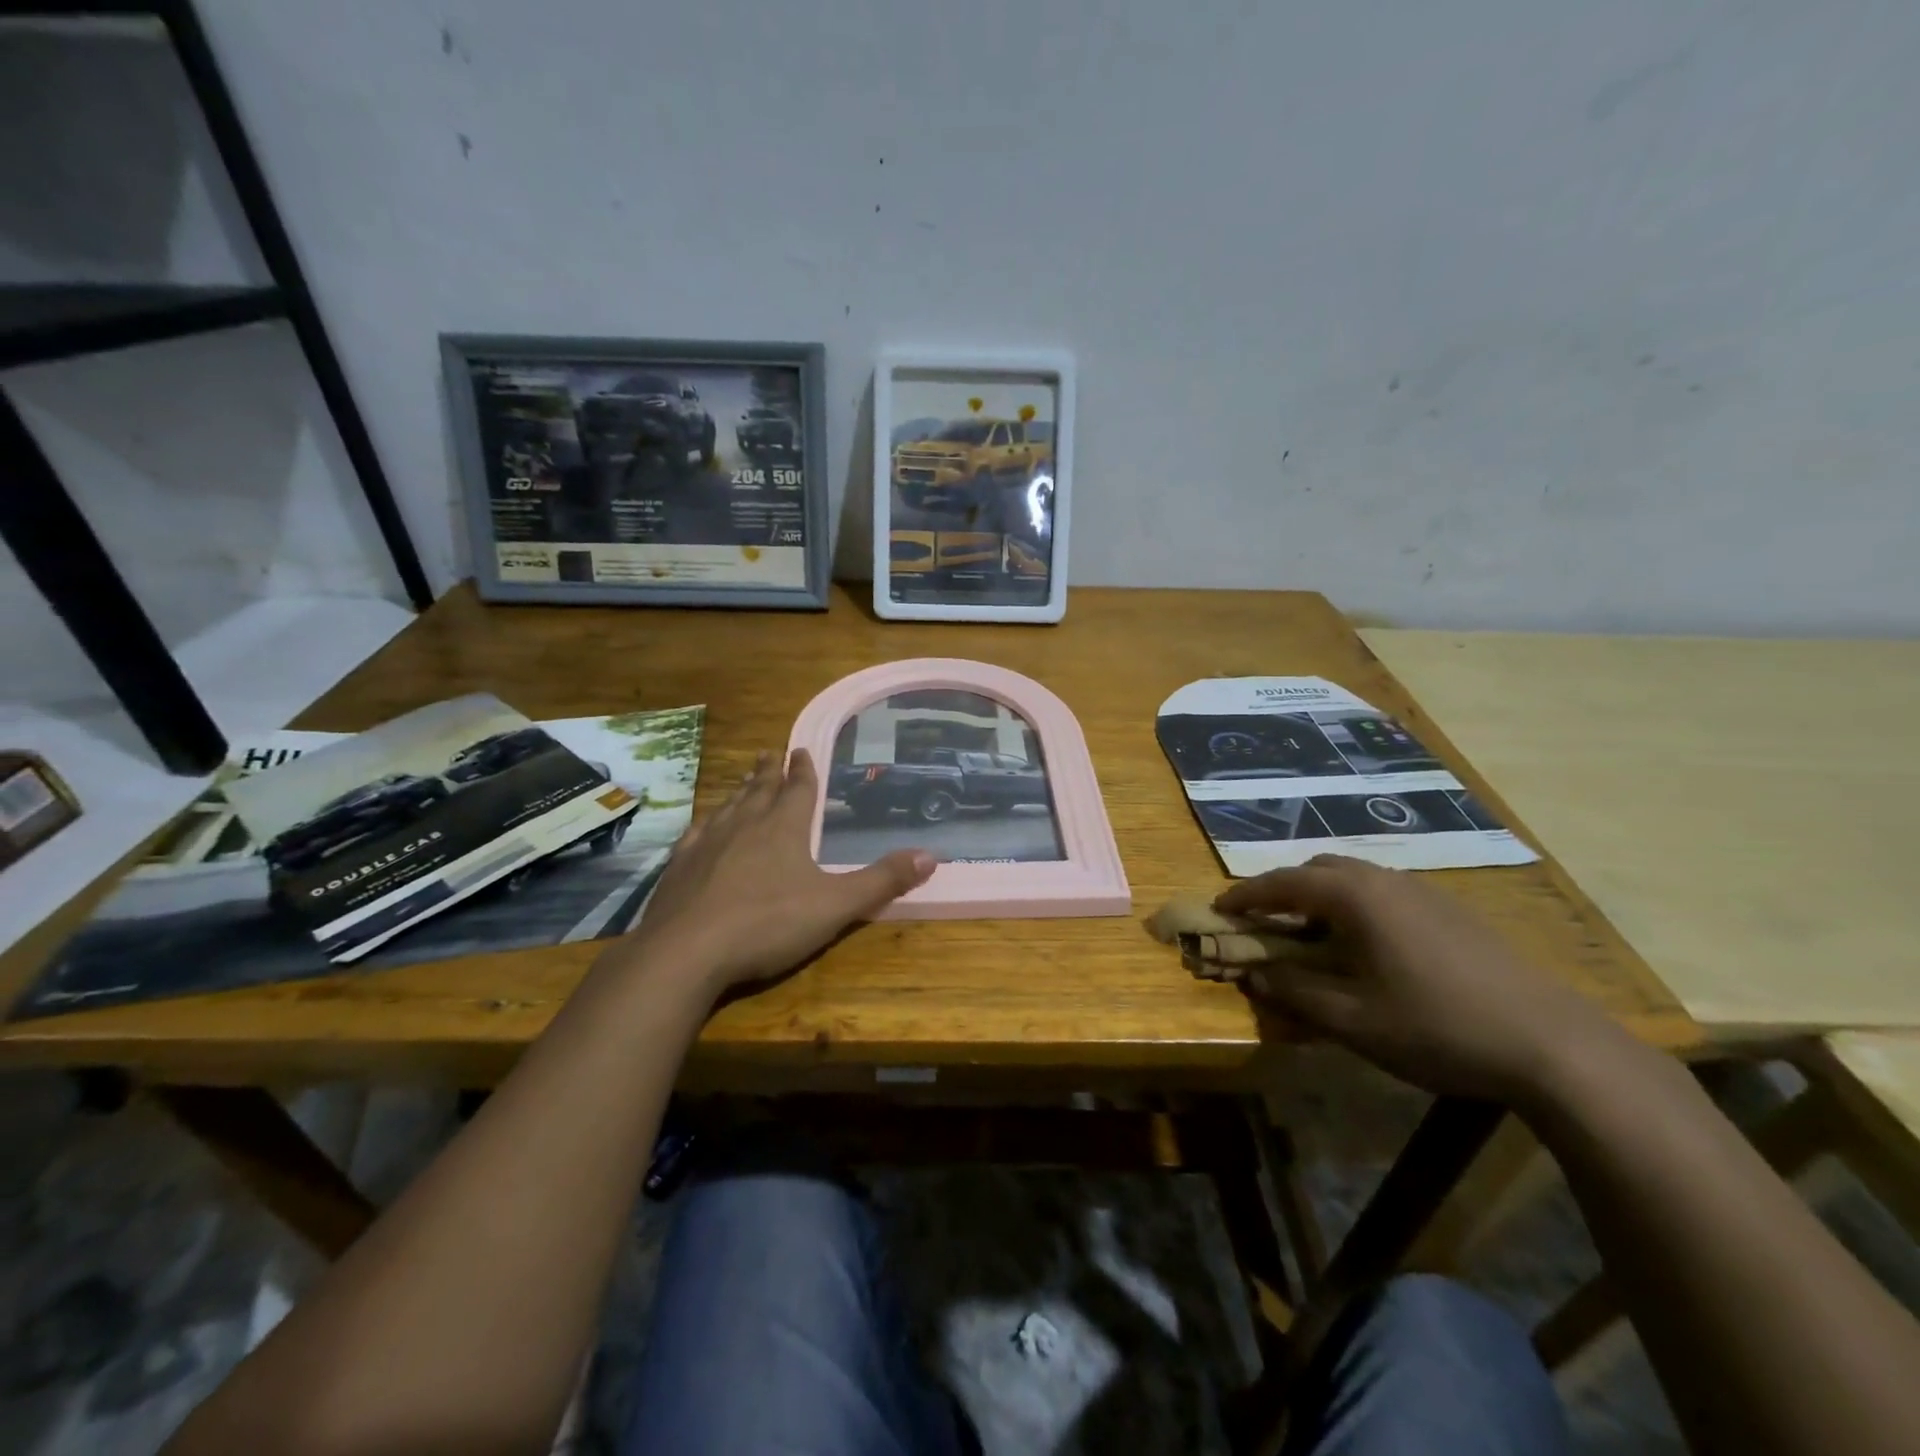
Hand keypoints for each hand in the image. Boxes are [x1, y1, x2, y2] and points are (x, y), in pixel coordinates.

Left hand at [618, 748, 934, 998]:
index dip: (803, 770)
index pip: (798, 790)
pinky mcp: (678, 867)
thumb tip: (930, 855)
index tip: (801, 749)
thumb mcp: (835, 906)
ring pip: (728, 807)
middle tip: (771, 752)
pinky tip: (702, 826)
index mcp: (783, 829)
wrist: (686, 953)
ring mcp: (707, 844)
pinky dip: (705, 822)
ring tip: (745, 779)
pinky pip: (696, 833)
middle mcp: (744, 825)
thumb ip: (881, 881)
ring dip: (740, 790)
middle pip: (760, 790)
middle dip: (769, 771)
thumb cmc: (767, 924)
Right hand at [1215, 855, 1626, 1102]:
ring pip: (1353, 878)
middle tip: (1263, 923)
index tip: (1218, 909)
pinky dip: (1353, 906)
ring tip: (1310, 935)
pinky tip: (1365, 945)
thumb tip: (1255, 974)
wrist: (1552, 1043)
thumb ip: (1294, 992)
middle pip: (1316, 870)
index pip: (1281, 883)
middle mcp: (1384, 881)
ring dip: (1319, 897)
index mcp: (1354, 897)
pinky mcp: (1450, 910)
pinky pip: (1382, 892)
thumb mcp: (1352, 1020)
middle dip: (1282, 891)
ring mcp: (1422, 891)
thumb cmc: (1437, 1027)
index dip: (1244, 896)